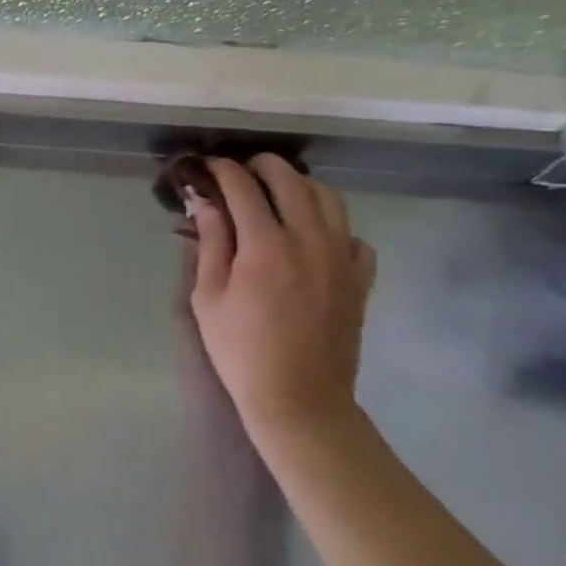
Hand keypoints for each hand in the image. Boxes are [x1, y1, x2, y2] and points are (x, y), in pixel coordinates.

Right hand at [185, 155, 376, 456]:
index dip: (222, 170)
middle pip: (290, 179)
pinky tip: (313, 239)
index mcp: (266, 244)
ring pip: (328, 197)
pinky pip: (352, 235)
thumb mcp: (208, 297)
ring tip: (279, 196)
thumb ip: (210, 243)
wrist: (299, 399)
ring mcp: (341, 257)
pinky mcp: (360, 278)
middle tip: (241, 172)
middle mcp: (309, 239)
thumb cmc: (241, 351)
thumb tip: (206, 203)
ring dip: (300, 186)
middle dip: (262, 166)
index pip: (243, 186)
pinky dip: (332, 226)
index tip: (208, 167)